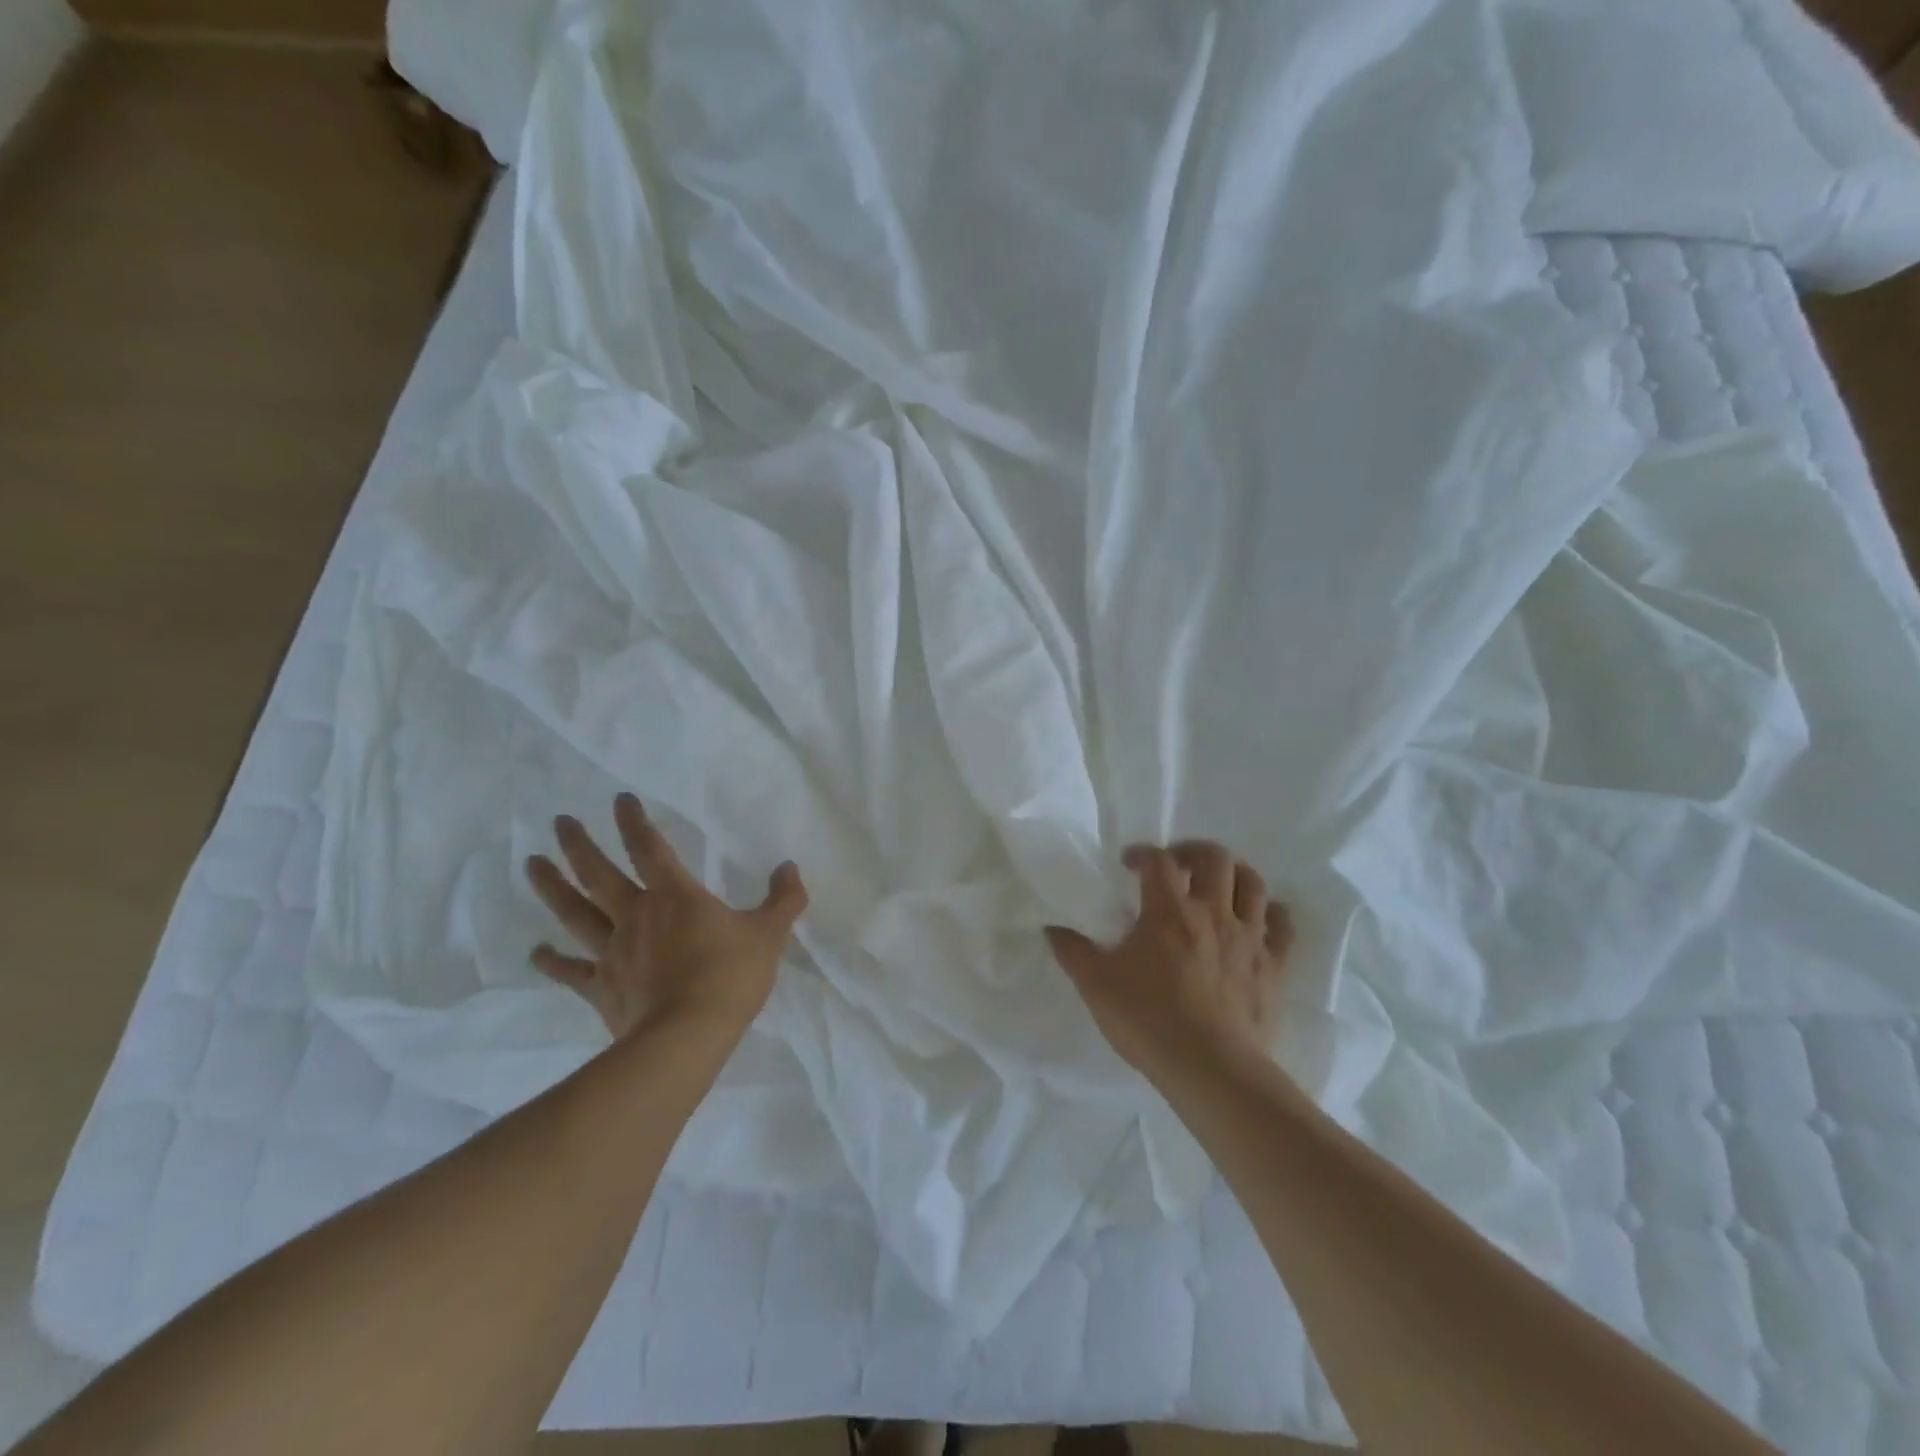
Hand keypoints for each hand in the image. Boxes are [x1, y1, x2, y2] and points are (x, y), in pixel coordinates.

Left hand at [525, 793, 807, 1043]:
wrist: (686, 1037)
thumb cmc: (729, 977)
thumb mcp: (769, 934)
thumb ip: (783, 899)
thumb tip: (790, 867)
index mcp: (675, 896)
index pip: (650, 848)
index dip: (634, 822)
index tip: (620, 800)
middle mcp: (636, 915)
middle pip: (599, 874)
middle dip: (579, 846)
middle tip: (559, 823)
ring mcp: (613, 952)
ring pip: (576, 913)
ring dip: (552, 887)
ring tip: (532, 864)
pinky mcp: (602, 988)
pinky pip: (572, 970)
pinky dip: (553, 961)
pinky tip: (536, 952)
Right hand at [1046, 842, 1292, 1083]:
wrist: (1210, 1068)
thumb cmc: (1148, 1020)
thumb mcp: (1096, 985)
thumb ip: (1072, 952)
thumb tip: (1052, 927)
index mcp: (1169, 910)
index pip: (1158, 860)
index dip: (1142, 853)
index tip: (1128, 864)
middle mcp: (1213, 912)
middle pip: (1214, 858)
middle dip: (1194, 851)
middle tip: (1178, 864)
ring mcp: (1249, 938)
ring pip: (1253, 883)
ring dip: (1235, 874)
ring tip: (1218, 884)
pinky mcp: (1274, 967)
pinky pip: (1283, 927)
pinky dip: (1272, 914)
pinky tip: (1260, 919)